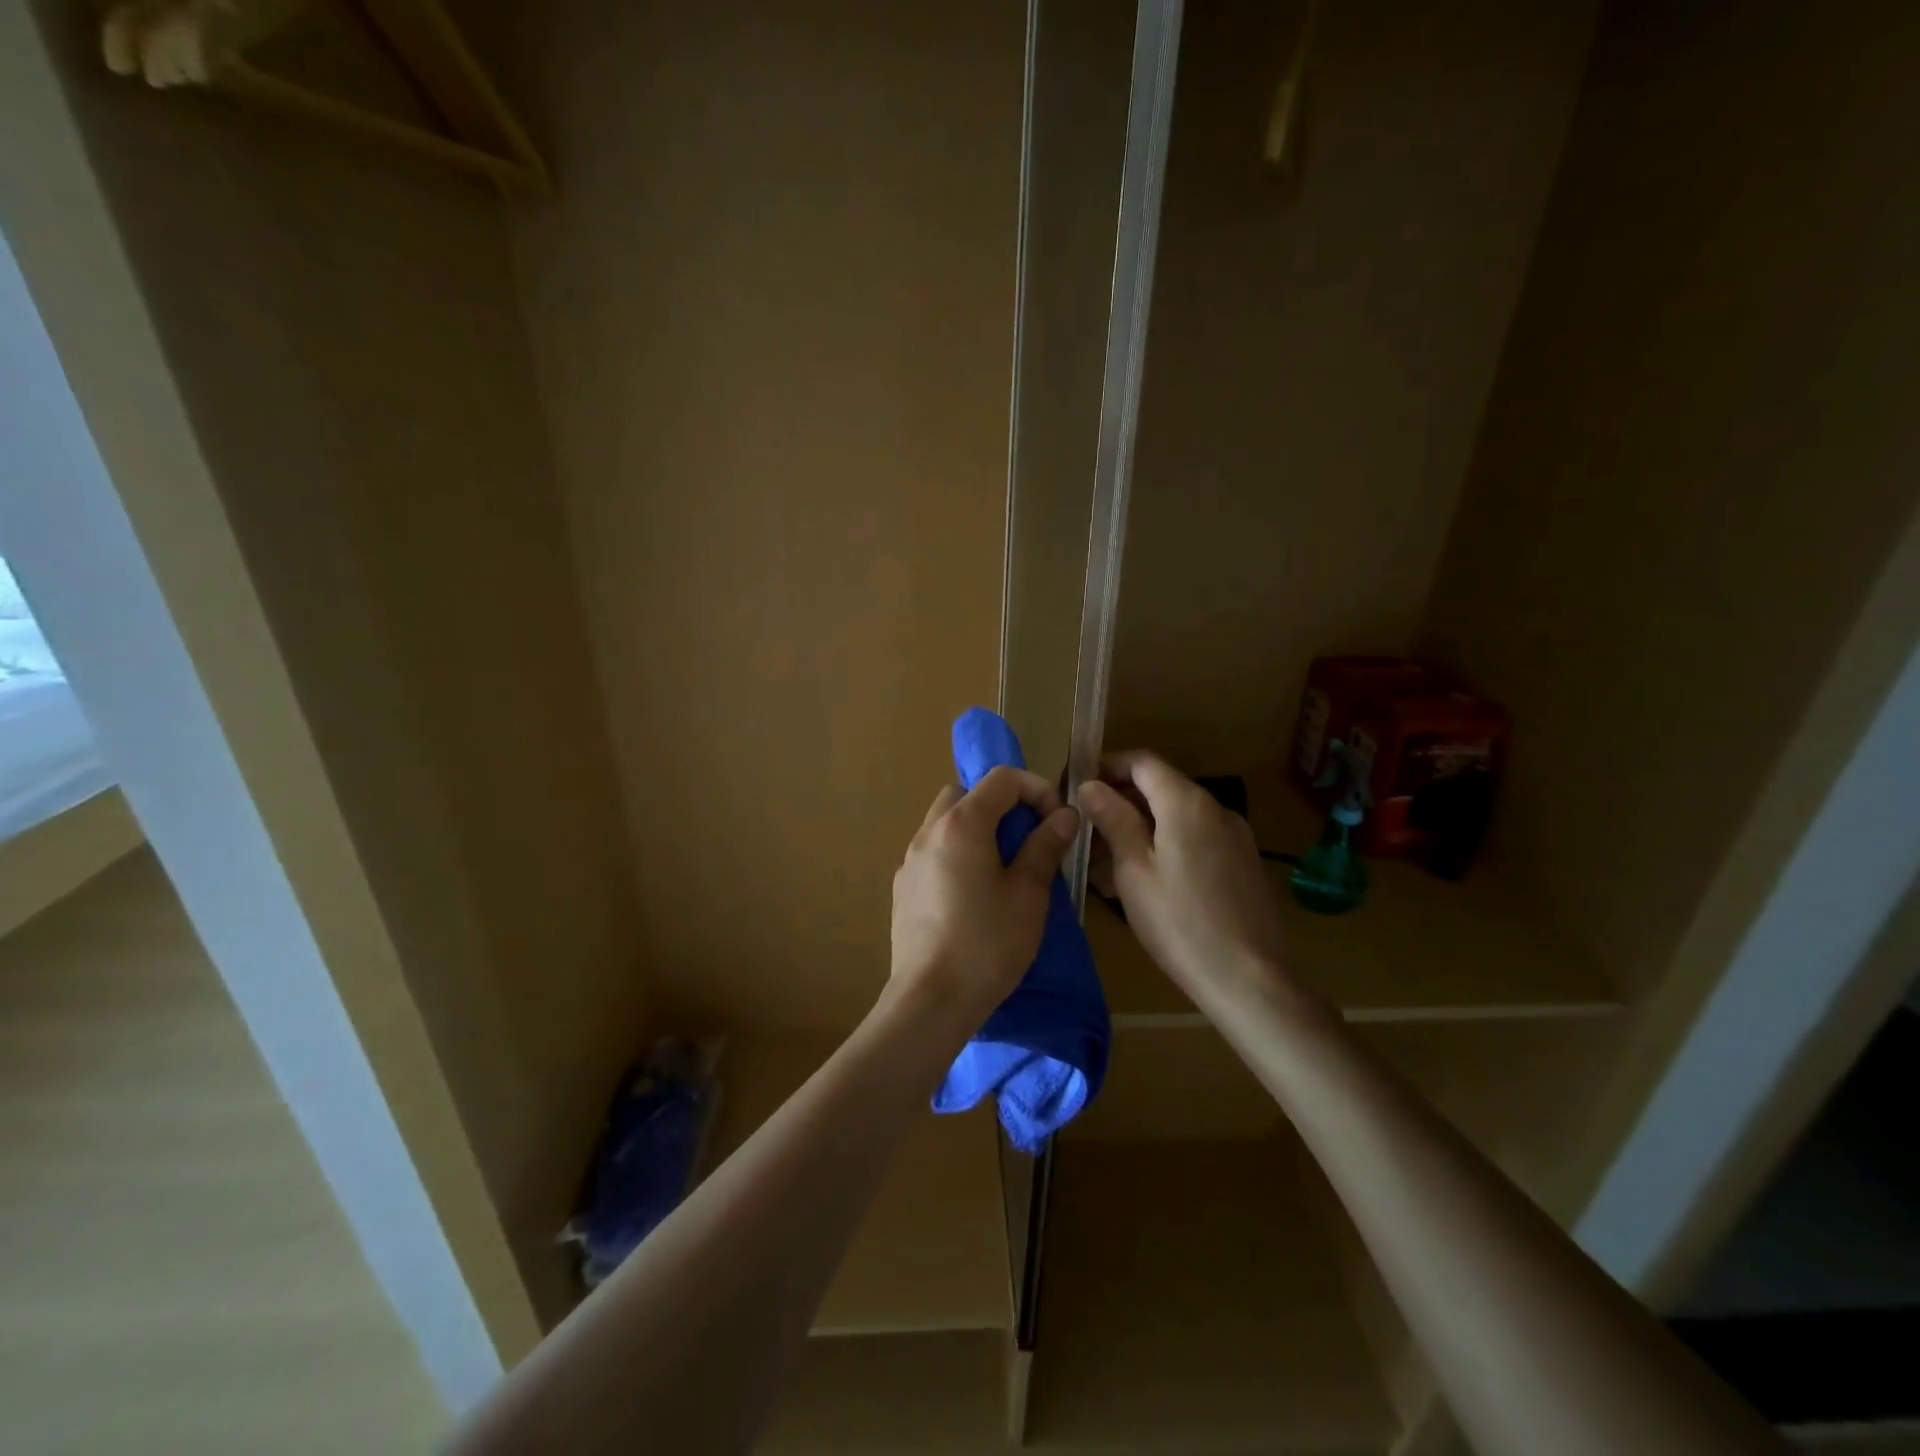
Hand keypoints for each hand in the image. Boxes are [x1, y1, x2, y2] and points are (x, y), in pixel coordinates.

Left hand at [890, 766, 1079, 1026]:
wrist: (930, 1000)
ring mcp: (909, 860)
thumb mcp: (1028, 894)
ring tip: (1002, 866)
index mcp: (961, 824)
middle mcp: (928, 832)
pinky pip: (933, 851)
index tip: (1056, 821)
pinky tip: (973, 893)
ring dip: (976, 828)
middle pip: (966, 793)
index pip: (1002, 778)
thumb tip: (1064, 815)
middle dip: (1001, 805)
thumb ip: (1045, 846)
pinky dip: (957, 852)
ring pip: (945, 822)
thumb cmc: (987, 943)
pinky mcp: (903, 887)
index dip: (1036, 789)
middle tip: (1026, 839)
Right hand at [1080, 751, 1289, 1007]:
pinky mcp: (1243, 864)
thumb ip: (1113, 819)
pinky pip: (1196, 838)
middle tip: (1087, 826)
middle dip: (1122, 799)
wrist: (1248, 979)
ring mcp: (1235, 836)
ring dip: (1142, 825)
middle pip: (1162, 786)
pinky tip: (1147, 878)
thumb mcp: (1133, 869)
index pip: (1142, 761)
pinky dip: (1167, 843)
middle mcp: (1216, 808)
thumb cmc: (1179, 921)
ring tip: (1109, 859)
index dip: (1108, 766)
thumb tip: (1091, 785)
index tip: (1078, 784)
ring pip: (1178, 816)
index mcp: (1187, 802)